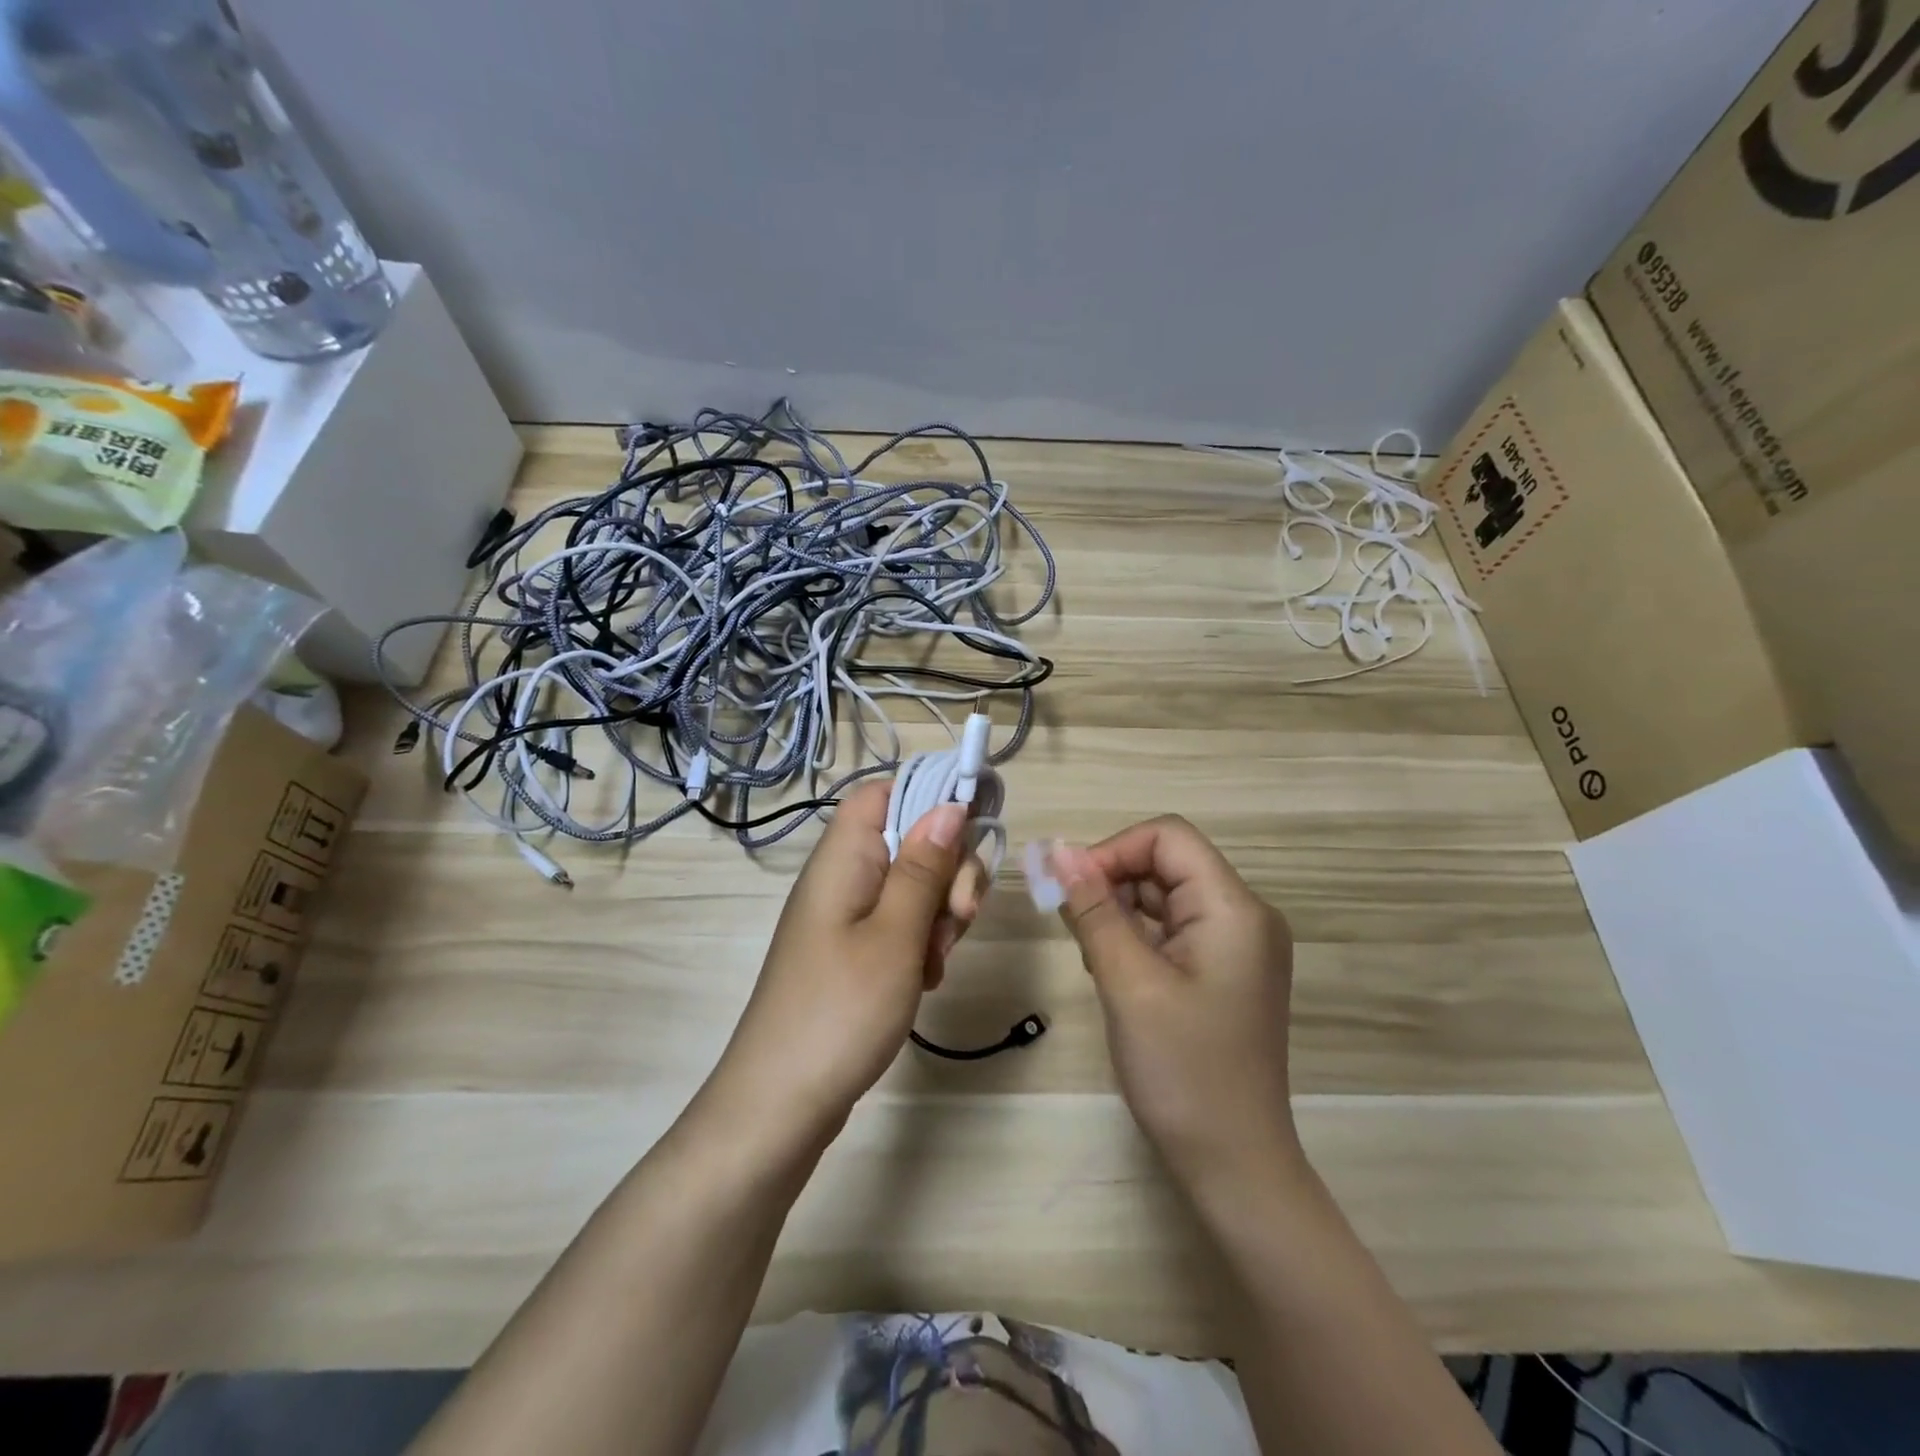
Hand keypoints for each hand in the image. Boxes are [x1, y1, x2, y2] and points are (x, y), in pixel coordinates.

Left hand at [708, 781, 987, 1144]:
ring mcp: (848, 918)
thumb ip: (924, 868)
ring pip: (914, 886)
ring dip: (941, 913)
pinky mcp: (855, 952)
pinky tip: (926, 980)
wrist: (781, 1107)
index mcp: (843, 859)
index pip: (882, 793)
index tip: (971, 830)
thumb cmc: (839, 1012)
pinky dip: (924, 943)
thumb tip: (950, 805)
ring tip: (936, 961)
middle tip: (958, 917)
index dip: (928, 797)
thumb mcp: (895, 935)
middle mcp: (843, 878)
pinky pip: (902, 925)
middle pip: (910, 840)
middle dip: (948, 871)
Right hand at [1048, 817, 1301, 1196]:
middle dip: (1113, 883)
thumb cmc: (1183, 1071)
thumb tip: (1058, 850)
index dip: (1114, 850)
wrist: (1235, 1166)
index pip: (1168, 836)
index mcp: (1234, 908)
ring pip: (1166, 896)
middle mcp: (1244, 916)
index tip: (1071, 889)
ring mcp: (1238, 946)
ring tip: (1095, 960)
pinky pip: (1174, 930)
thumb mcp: (1128, 982)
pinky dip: (1138, 938)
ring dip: (1121, 912)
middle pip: (1167, 863)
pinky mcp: (1225, 972)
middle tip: (1075, 930)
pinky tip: (1115, 973)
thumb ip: (1094, 910)